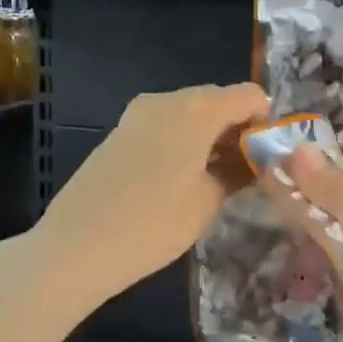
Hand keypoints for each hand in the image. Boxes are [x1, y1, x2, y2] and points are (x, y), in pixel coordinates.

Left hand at [35, 83, 269, 304]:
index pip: (249, 96)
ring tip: (215, 181)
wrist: (76, 246)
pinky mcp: (119, 132)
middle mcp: (166, 99)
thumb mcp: (207, 202)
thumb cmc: (152, 225)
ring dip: (209, 137)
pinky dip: (182, 142)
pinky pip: (164, 125)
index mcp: (196, 109)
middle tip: (245, 173)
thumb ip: (237, 173)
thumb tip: (253, 161)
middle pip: (218, 101)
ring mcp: (137, 114)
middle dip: (237, 130)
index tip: (266, 159)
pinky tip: (180, 180)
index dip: (265, 123)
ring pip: (189, 113)